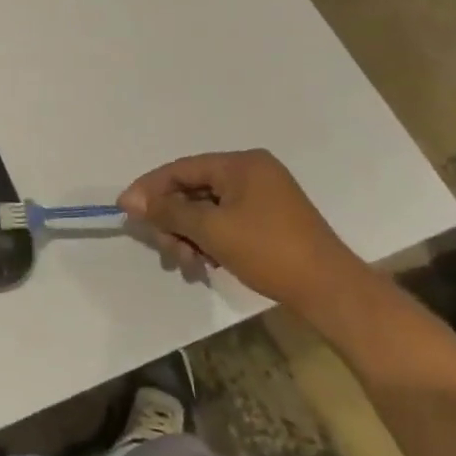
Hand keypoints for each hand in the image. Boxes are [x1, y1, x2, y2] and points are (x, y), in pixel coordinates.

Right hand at [116, 149, 371, 309]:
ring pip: (206, 210)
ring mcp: (262, 198)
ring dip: (188, 236)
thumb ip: (169, 210)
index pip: (181, 169)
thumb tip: (131, 200)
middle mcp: (252, 174)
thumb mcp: (211, 229)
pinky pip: (224, 222)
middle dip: (172, 221)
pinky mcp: (267, 221)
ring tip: (187, 263)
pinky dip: (208, 241)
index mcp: (241, 164)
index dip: (149, 189)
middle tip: (165, 249)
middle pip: (192, 190)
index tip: (125, 210)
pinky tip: (204, 264)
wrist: (330, 291)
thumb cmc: (269, 251)